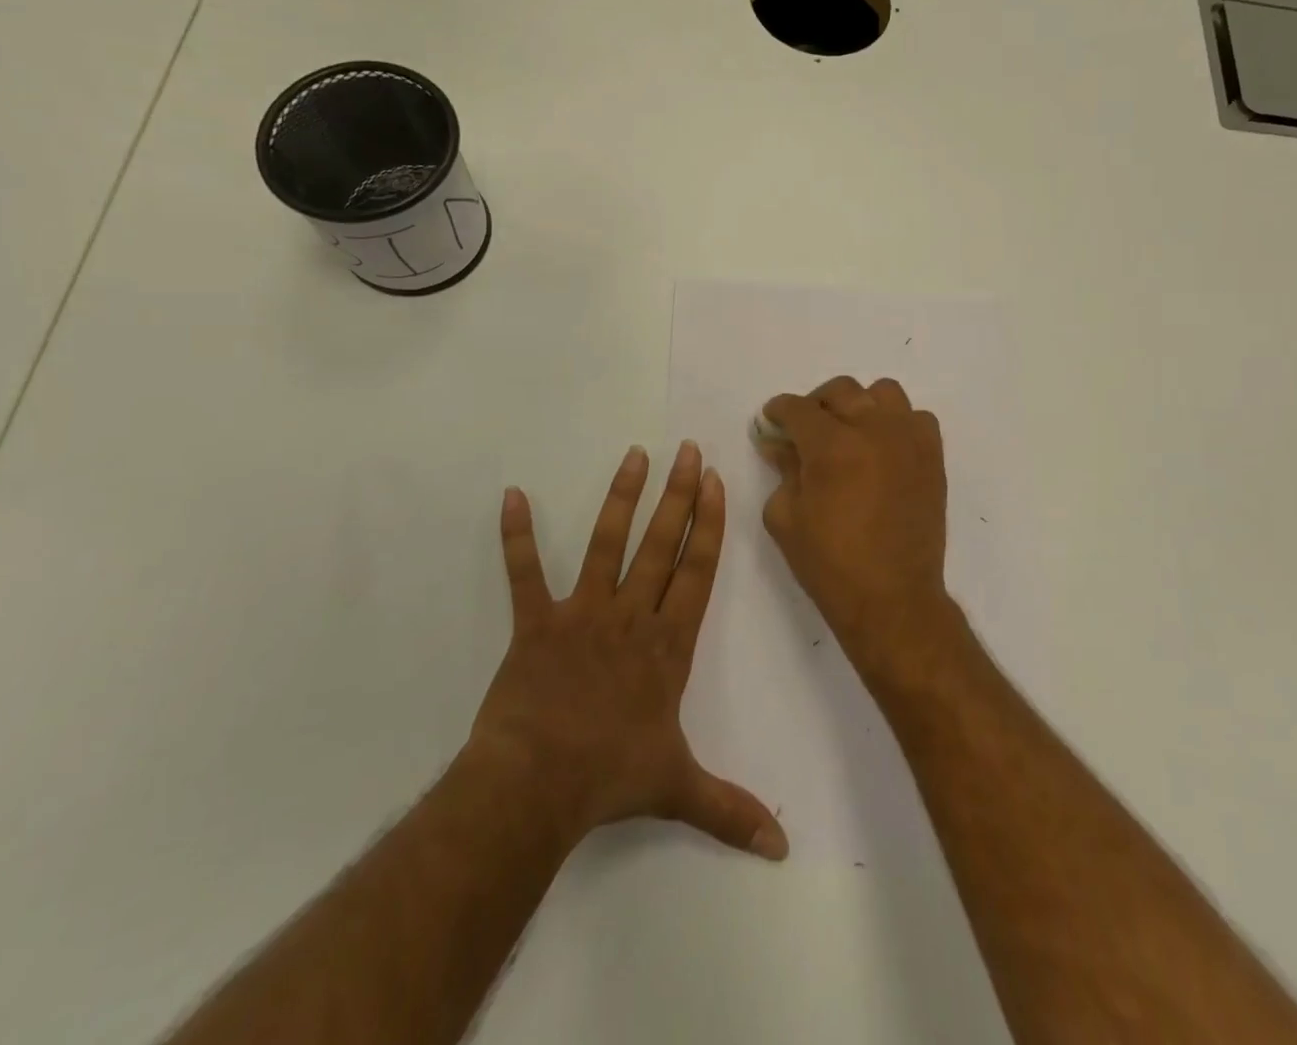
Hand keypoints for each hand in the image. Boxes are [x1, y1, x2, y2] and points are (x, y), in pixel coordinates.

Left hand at [466, 442, 787, 860]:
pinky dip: (516, 536)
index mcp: (667, 644)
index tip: (715, 482)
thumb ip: (732, 810)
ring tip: (634, 455)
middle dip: (678, 494)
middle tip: (687, 449)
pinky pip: (524, 572)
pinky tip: (512, 495)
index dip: (709, 524)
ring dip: (621, 498)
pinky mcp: (536, 622)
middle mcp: (631, 616)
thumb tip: (784, 848)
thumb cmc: (611, 778)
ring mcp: (582, 613)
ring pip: (606, 544)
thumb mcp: (679, 790)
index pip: (697, 571)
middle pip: (661, 544)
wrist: (536, 786)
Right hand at [759, 377, 954, 674]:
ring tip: (851, 432)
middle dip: (816, 404)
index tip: (772, 419)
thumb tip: (779, 443)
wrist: (892, 598)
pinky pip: (916, 418)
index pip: (798, 408)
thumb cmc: (830, 563)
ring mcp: (908, 440)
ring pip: (883, 393)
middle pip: (841, 390)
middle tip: (807, 429)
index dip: (779, 410)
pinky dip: (897, 423)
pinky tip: (884, 448)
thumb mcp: (785, 517)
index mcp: (831, 445)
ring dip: (861, 405)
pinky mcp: (932, 456)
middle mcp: (873, 430)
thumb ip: (782, 470)